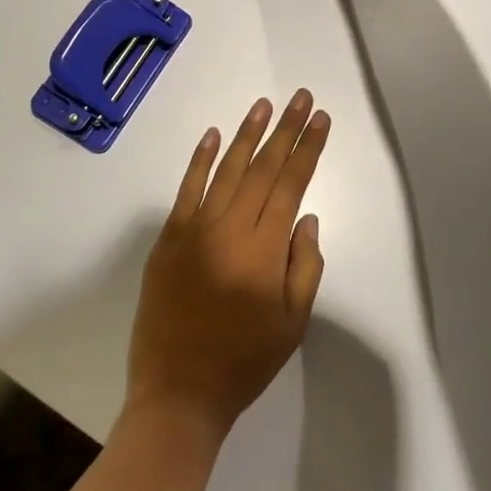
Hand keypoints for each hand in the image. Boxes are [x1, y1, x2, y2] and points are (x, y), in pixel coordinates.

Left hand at [125, 91, 329, 442]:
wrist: (178, 392)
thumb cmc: (244, 361)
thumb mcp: (293, 322)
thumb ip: (305, 264)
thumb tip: (306, 217)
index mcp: (264, 249)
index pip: (291, 184)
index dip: (308, 148)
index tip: (320, 119)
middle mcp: (230, 228)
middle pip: (263, 168)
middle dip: (285, 129)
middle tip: (301, 98)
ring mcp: (195, 229)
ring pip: (227, 170)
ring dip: (247, 134)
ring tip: (265, 105)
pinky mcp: (169, 237)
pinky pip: (187, 189)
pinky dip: (201, 160)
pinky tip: (214, 135)